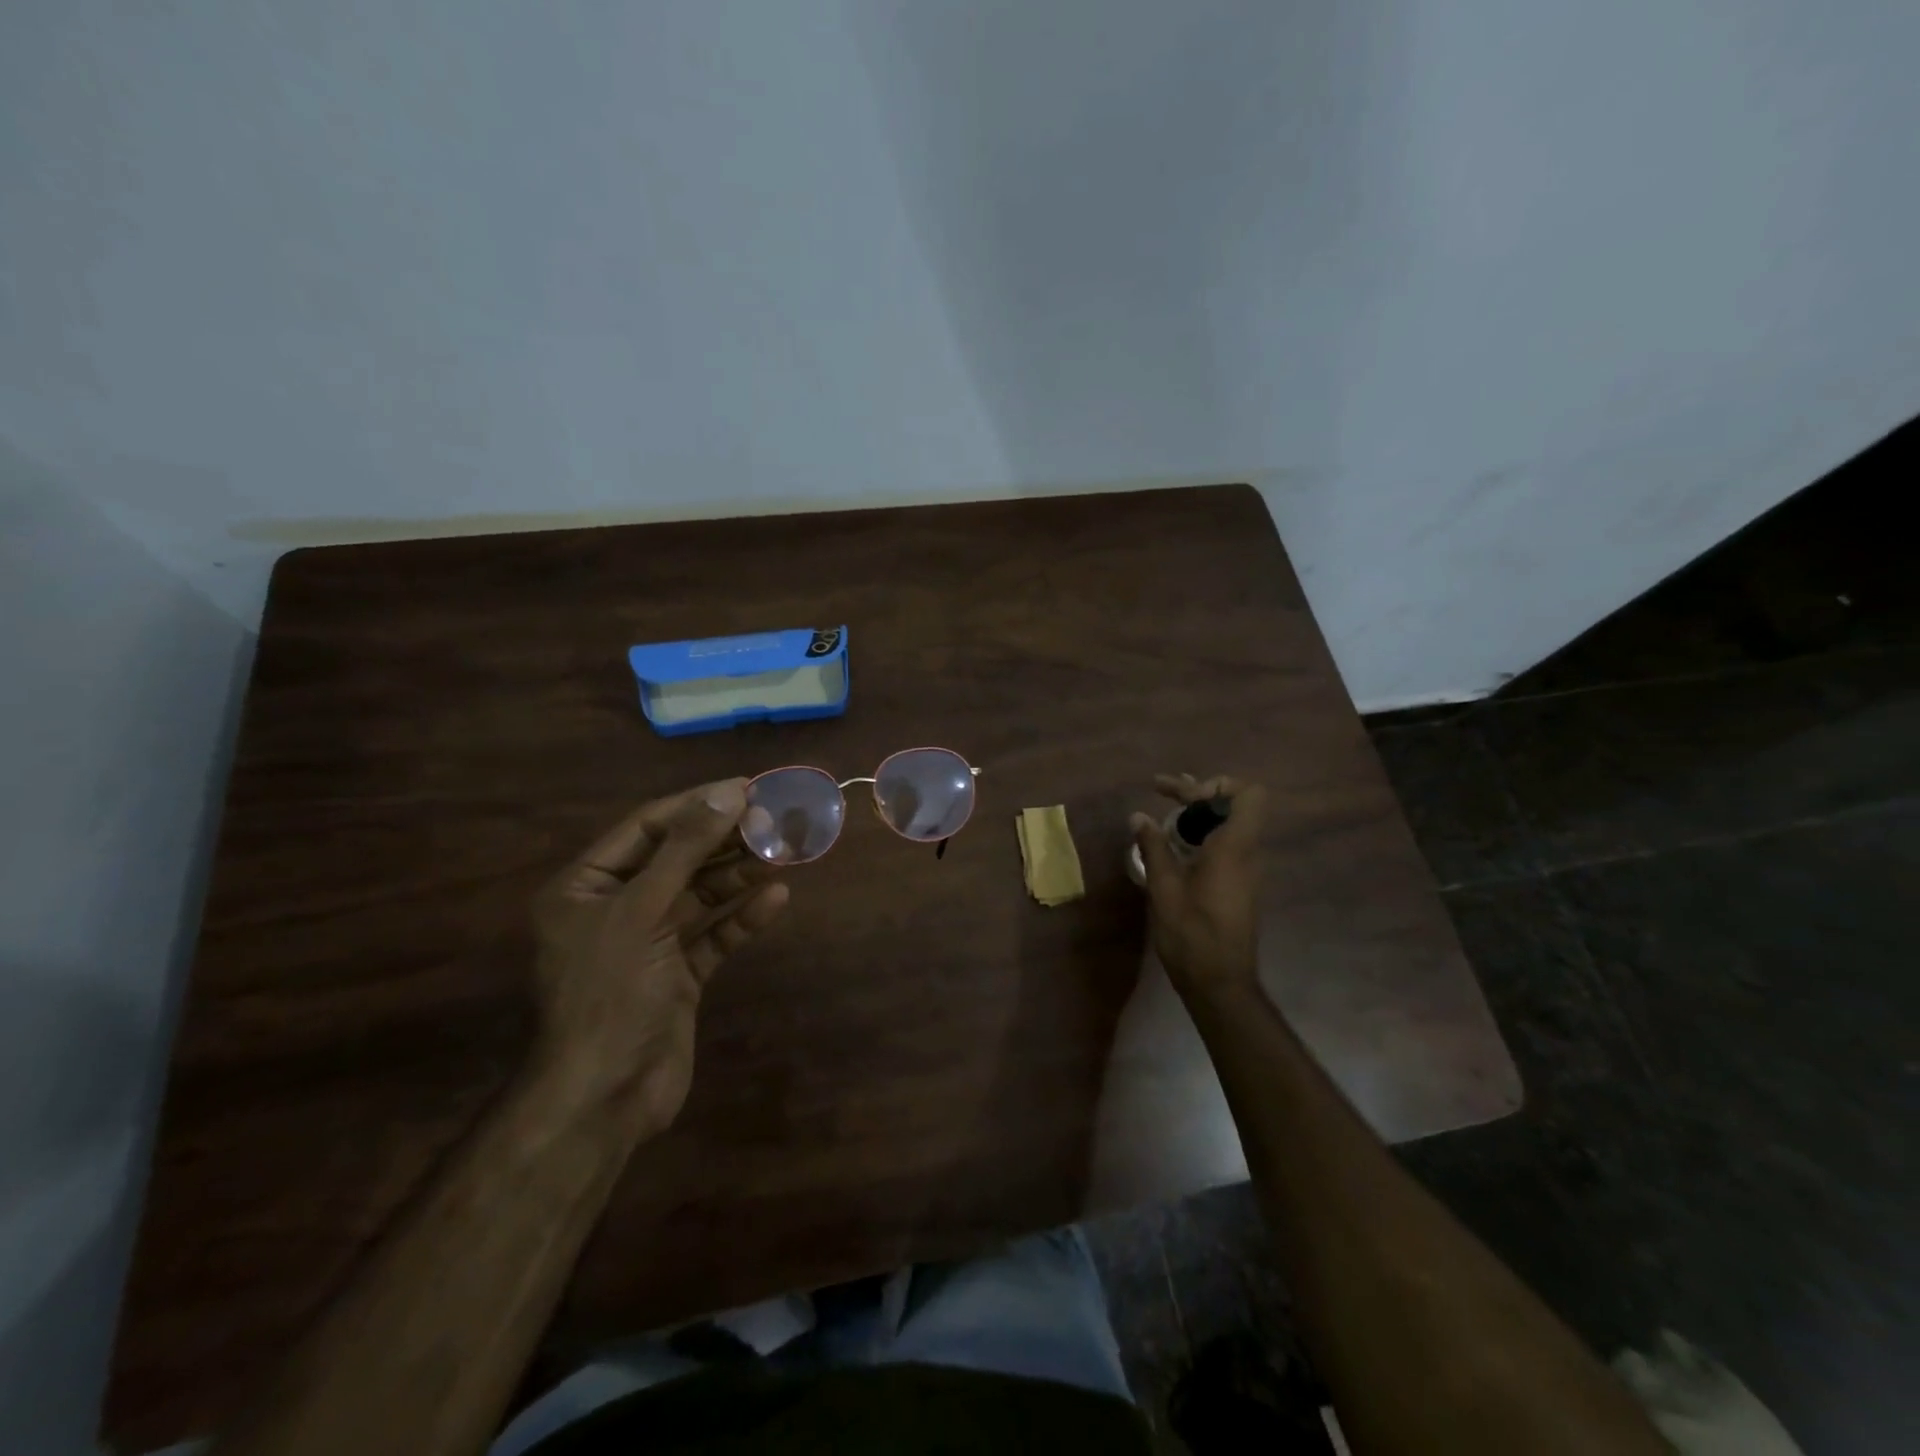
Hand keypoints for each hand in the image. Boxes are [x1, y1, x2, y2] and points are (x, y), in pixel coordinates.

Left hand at [530, 779, 789, 1137]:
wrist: (606, 1097)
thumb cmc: (610, 992)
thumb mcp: (642, 910)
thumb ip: (686, 850)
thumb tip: (730, 792)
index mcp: (584, 887)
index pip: (646, 828)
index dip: (696, 805)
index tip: (746, 788)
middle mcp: (614, 909)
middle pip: (677, 860)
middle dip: (723, 839)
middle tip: (773, 818)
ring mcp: (648, 944)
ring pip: (699, 896)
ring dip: (738, 874)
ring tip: (783, 850)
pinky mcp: (678, 976)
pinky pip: (714, 936)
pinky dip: (742, 918)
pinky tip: (777, 899)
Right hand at [1130, 773, 1266, 1000]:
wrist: (1220, 983)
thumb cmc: (1192, 934)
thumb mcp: (1164, 888)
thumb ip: (1154, 847)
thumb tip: (1139, 816)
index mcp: (1234, 848)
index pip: (1248, 795)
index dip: (1216, 784)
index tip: (1181, 797)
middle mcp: (1247, 853)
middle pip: (1235, 804)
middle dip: (1198, 792)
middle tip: (1160, 790)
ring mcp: (1246, 870)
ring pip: (1230, 824)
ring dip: (1198, 812)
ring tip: (1163, 810)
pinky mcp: (1238, 884)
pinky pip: (1225, 844)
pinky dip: (1201, 833)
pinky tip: (1172, 843)